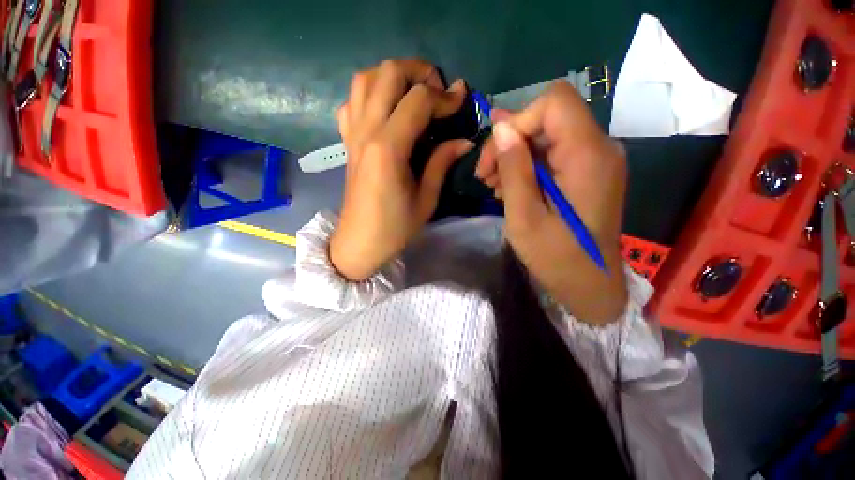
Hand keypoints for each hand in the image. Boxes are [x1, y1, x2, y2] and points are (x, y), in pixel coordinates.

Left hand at [330, 59, 470, 280]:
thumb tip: (464, 140)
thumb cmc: (395, 228)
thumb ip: (442, 163)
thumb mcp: (426, 200)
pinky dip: (370, 94)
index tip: (461, 102)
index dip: (444, 96)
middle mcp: (366, 132)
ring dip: (392, 77)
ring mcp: (352, 134)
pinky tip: (386, 110)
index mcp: (388, 149)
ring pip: (365, 79)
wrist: (360, 242)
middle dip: (419, 72)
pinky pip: (352, 102)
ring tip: (413, 94)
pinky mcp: (347, 141)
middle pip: (388, 73)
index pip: (418, 100)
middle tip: (438, 92)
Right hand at [476, 82, 627, 323]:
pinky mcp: (589, 173)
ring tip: (495, 186)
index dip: (519, 121)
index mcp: (588, 155)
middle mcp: (600, 148)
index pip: (555, 101)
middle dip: (511, 142)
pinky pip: (554, 154)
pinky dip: (528, 166)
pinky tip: (512, 189)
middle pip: (548, 118)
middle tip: (485, 176)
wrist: (590, 285)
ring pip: (547, 136)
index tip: (497, 156)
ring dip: (515, 156)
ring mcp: (597, 160)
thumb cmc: (556, 257)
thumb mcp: (524, 216)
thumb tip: (500, 127)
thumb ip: (514, 168)